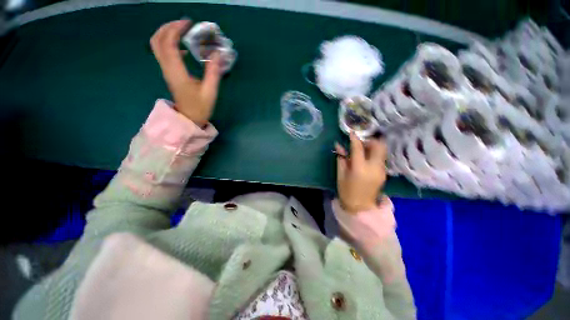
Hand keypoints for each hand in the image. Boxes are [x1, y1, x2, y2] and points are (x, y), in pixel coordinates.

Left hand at [150, 20, 222, 126]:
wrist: (189, 118)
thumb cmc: (200, 107)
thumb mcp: (210, 92)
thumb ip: (213, 72)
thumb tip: (217, 53)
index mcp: (177, 72)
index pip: (169, 44)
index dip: (176, 29)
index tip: (189, 23)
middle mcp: (167, 68)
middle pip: (157, 40)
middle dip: (168, 27)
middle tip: (184, 24)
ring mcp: (166, 70)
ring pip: (157, 45)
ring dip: (166, 33)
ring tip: (182, 30)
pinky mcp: (168, 73)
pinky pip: (162, 52)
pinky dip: (169, 43)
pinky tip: (183, 46)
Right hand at [336, 133, 387, 214]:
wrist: (360, 207)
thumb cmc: (346, 191)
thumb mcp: (341, 174)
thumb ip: (341, 158)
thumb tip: (339, 145)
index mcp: (360, 168)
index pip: (358, 148)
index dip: (354, 138)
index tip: (351, 132)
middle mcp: (374, 167)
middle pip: (378, 146)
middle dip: (370, 140)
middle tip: (360, 142)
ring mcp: (381, 170)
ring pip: (381, 151)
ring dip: (372, 146)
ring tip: (362, 150)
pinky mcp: (384, 173)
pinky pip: (380, 158)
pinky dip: (374, 154)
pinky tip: (365, 158)